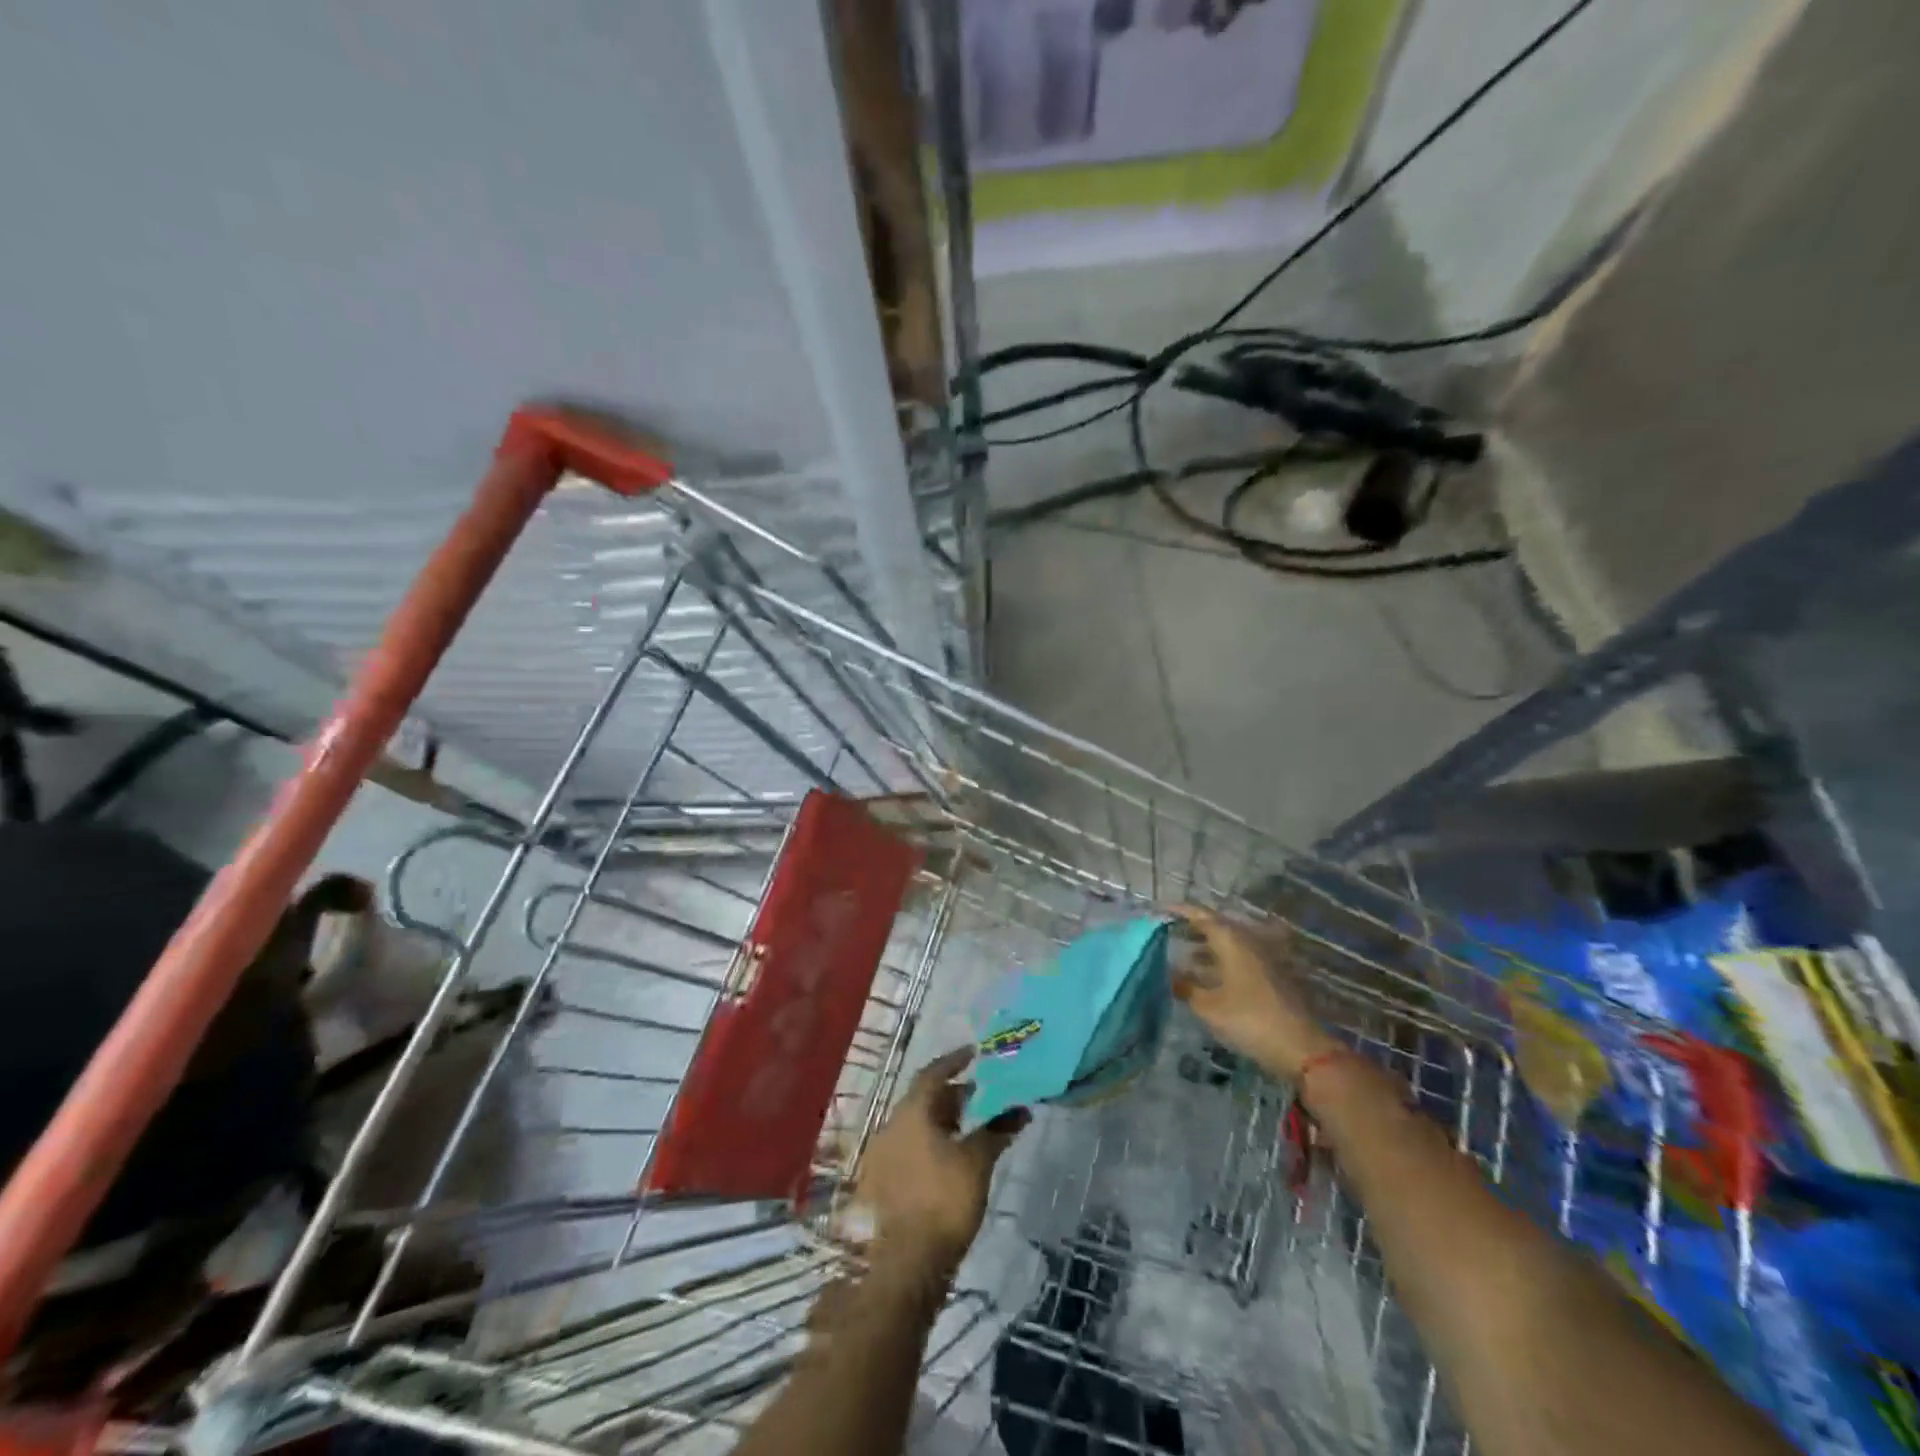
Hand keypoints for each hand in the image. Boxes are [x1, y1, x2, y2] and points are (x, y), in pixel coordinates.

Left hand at [852, 1049, 1028, 1280]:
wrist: (905, 1265)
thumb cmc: (943, 1202)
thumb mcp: (977, 1162)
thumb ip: (997, 1131)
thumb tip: (1021, 1109)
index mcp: (910, 1113)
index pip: (932, 1073)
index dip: (954, 1061)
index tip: (974, 1054)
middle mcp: (890, 1127)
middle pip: (923, 1099)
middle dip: (951, 1095)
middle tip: (979, 1095)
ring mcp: (881, 1156)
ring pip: (915, 1125)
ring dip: (941, 1121)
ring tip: (970, 1127)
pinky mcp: (881, 1184)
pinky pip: (908, 1149)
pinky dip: (930, 1143)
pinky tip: (949, 1159)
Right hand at [1172, 905, 1337, 1079]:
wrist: (1302, 1047)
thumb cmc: (1249, 1019)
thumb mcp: (1209, 1007)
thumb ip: (1186, 987)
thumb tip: (1169, 975)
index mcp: (1232, 939)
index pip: (1200, 915)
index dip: (1178, 911)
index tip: (1158, 910)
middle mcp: (1249, 940)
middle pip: (1216, 926)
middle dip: (1192, 928)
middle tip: (1168, 933)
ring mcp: (1264, 957)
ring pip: (1230, 943)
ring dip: (1207, 946)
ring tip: (1184, 956)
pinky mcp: (1273, 974)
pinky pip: (1240, 957)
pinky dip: (1221, 961)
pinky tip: (1208, 977)